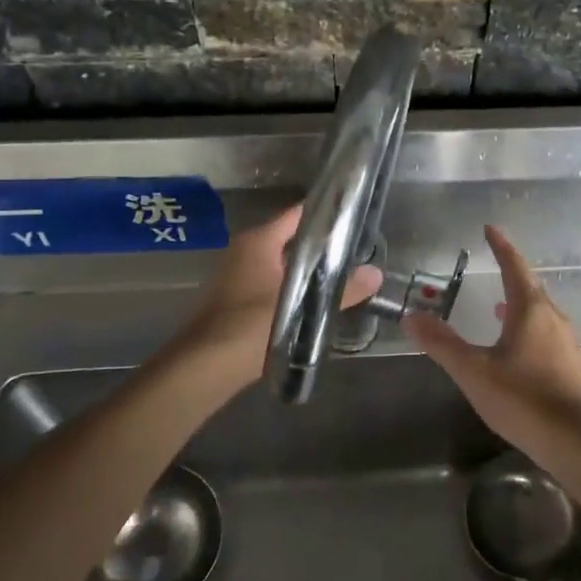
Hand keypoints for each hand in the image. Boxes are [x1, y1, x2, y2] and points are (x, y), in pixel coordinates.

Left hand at [182, 204, 382, 380]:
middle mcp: (245, 250)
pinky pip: (270, 282)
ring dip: (306, 268)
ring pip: (280, 262)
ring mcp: (237, 275)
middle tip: (355, 248)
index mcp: (258, 241)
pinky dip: (291, 286)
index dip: (324, 213)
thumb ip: (342, 292)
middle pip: (289, 238)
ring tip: (341, 274)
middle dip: (320, 244)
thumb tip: (377, 274)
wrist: (203, 367)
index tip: (353, 214)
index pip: (297, 214)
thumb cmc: (250, 326)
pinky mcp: (235, 298)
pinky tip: (312, 301)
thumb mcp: (302, 308)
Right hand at [405, 224, 580, 447]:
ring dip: (519, 303)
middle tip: (493, 265)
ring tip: (499, 306)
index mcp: (530, 310)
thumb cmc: (523, 398)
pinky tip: (516, 347)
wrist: (577, 442)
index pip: (514, 266)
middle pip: (530, 287)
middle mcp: (553, 318)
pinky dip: (527, 327)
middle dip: (511, 274)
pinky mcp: (570, 366)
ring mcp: (566, 343)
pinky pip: (546, 333)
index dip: (501, 246)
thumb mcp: (474, 371)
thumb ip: (442, 344)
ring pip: (540, 312)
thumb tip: (411, 317)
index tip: (490, 228)